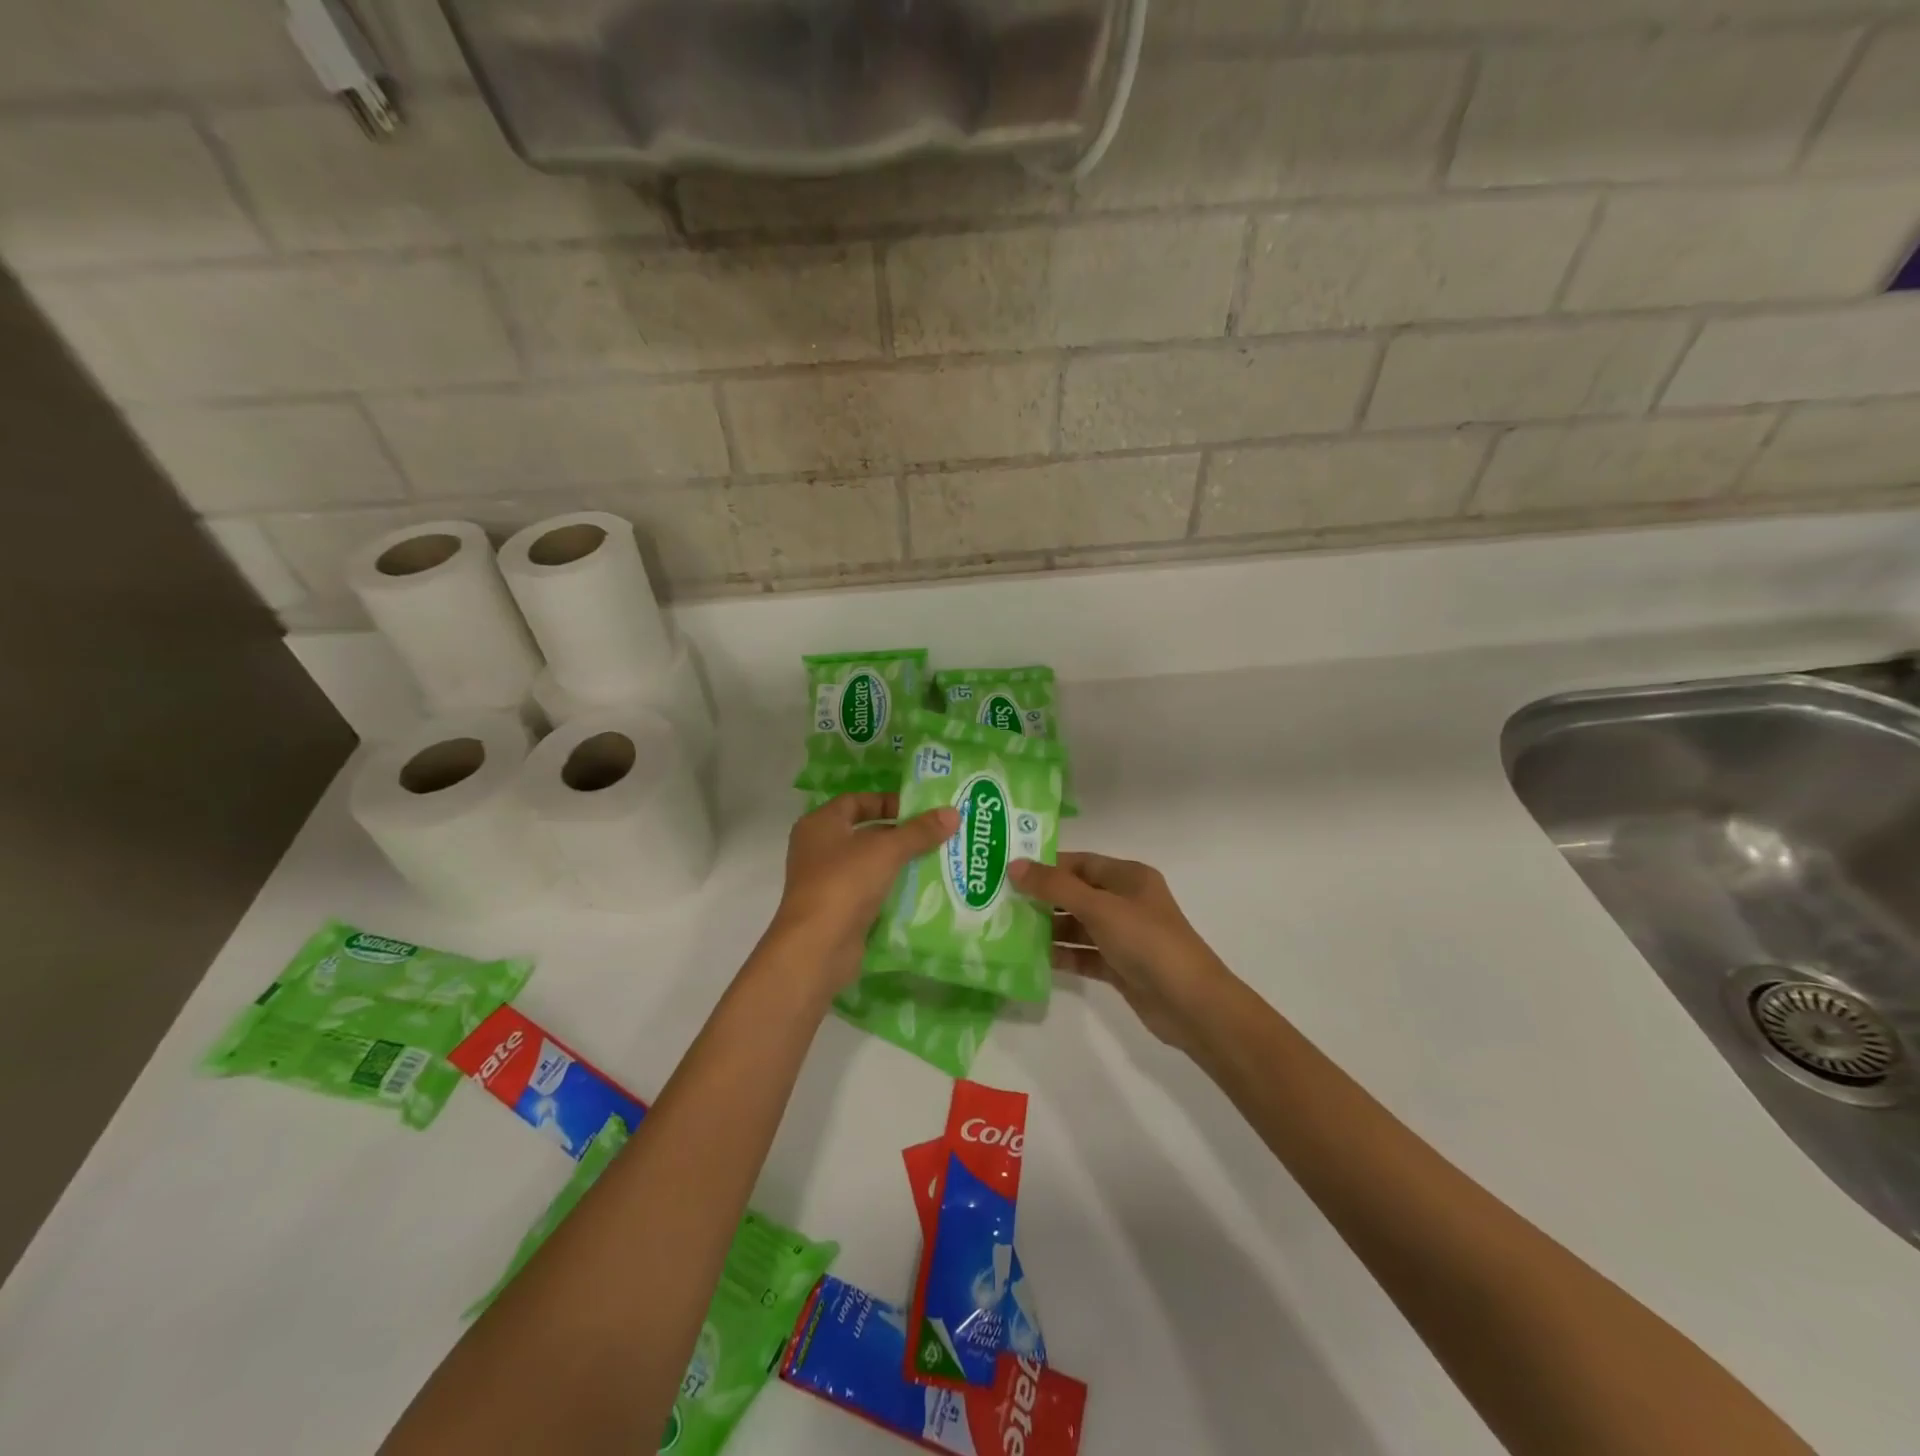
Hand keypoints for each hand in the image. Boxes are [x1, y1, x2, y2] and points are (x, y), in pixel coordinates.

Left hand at [764, 794, 957, 994]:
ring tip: (937, 861)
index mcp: (820, 824)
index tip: (919, 810)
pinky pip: (870, 893)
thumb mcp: (887, 850)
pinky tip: (923, 892)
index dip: (887, 802)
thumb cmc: (845, 883)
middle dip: (900, 834)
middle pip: (865, 833)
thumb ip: (919, 831)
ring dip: (899, 864)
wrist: (817, 948)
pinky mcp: (838, 911)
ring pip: (870, 865)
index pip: (856, 801)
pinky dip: (893, 891)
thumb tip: (953, 813)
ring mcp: (827, 882)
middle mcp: (819, 849)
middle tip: (936, 835)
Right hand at [1009, 852, 1233, 1052]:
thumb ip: (1056, 886)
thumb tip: (1014, 865)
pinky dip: (1062, 955)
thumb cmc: (1147, 942)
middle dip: (1042, 898)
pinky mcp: (1119, 967)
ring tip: (1007, 930)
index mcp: (1128, 877)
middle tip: (999, 901)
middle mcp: (1125, 902)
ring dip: (1048, 928)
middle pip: (1076, 893)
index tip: (1008, 871)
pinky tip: (1032, 958)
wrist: (1191, 1004)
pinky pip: (1083, 955)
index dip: (1046, 865)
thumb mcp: (1100, 908)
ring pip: (1077, 926)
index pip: (1080, 863)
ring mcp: (1123, 936)